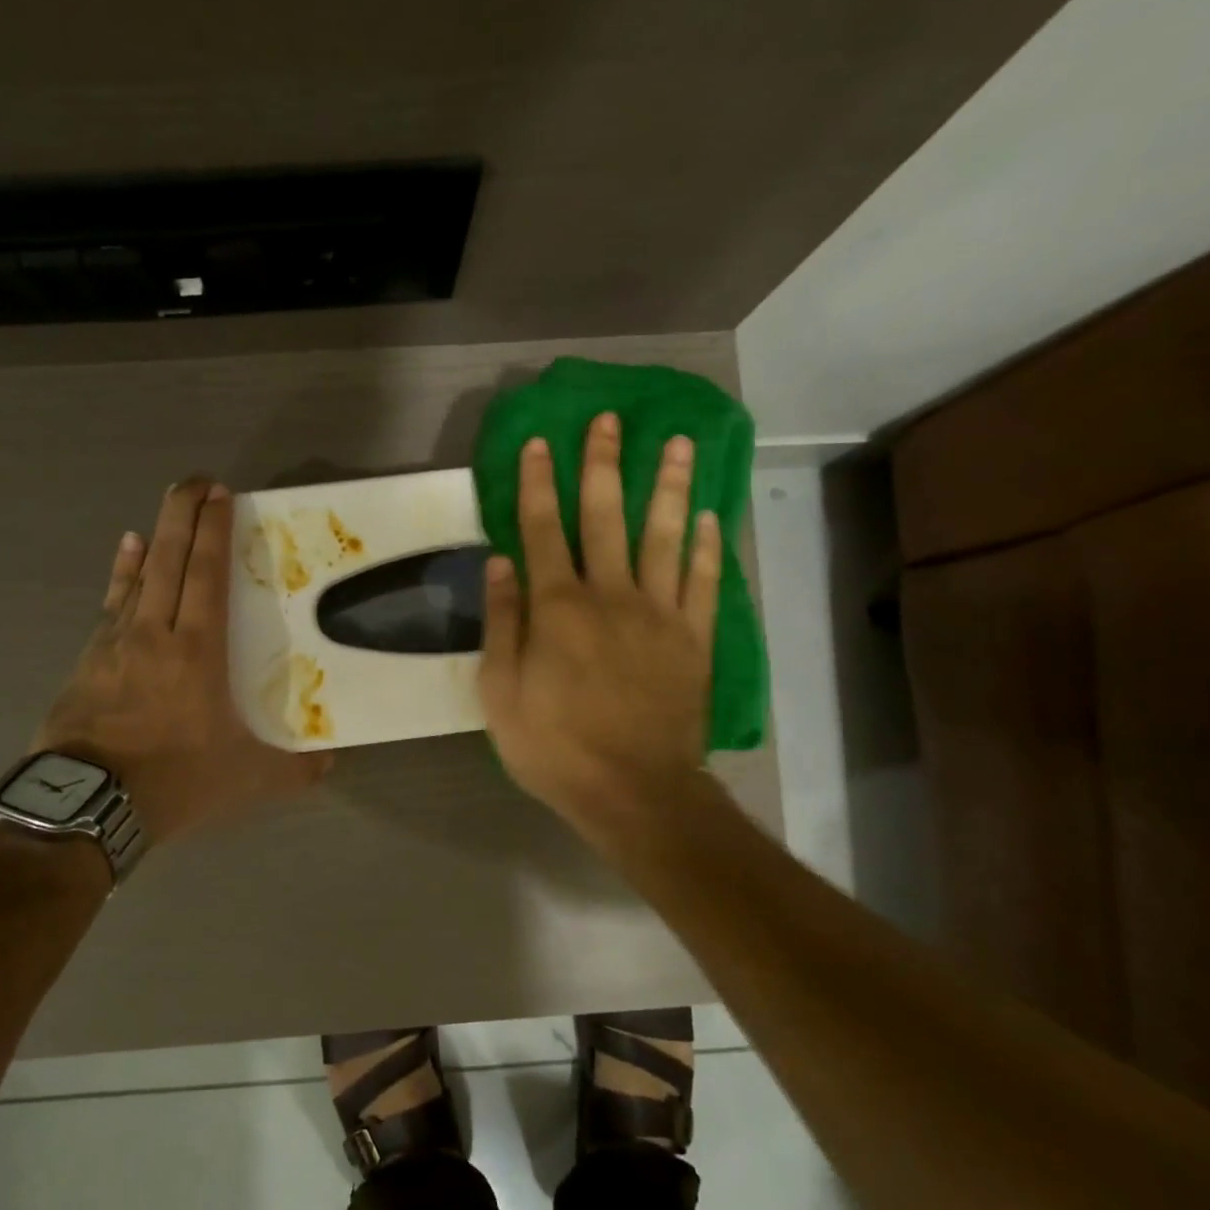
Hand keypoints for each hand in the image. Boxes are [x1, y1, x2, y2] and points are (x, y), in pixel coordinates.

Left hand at [34, 478, 331, 843]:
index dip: (214, 530)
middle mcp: (155, 632)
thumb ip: (293, 769)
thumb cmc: (172, 781)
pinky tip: (124, 553)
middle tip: (197, 481)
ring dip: (155, 537)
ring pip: (139, 575)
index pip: (207, 574)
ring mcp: (116, 642)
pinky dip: (121, 573)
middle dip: (184, 514)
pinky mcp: (88, 660)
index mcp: (197, 650)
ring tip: (166, 507)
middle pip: (170, 559)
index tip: (220, 494)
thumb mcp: (246, 779)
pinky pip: (111, 603)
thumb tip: (331, 762)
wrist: (85, 806)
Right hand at [479, 413, 721, 843]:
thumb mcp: (500, 694)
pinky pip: (703, 582)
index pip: (544, 529)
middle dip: (604, 465)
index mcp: (558, 607)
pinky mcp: (695, 639)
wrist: (634, 791)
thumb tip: (501, 562)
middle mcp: (611, 595)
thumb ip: (502, 624)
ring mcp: (660, 614)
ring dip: (669, 486)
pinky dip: (706, 546)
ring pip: (665, 536)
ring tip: (678, 443)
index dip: (540, 482)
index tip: (541, 441)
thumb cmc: (554, 747)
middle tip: (610, 419)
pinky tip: (709, 516)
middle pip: (606, 517)